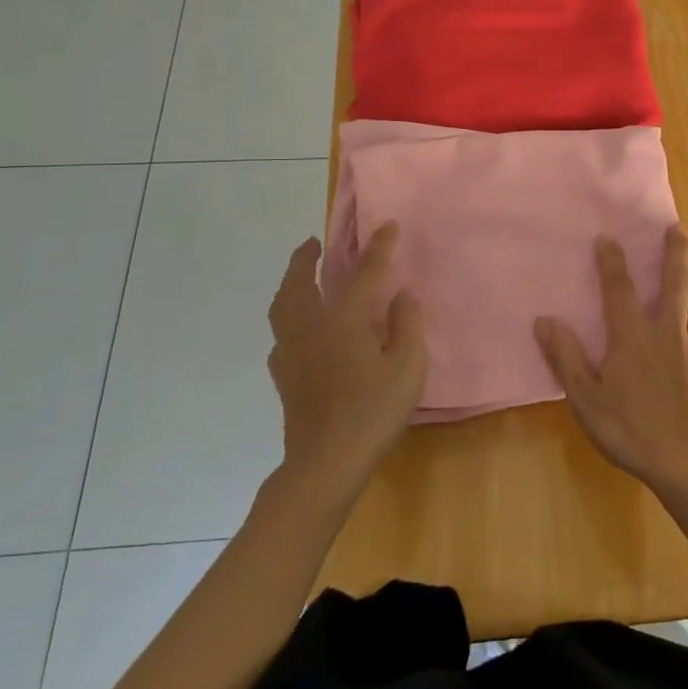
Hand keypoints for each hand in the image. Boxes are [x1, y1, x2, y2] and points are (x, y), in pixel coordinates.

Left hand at [267, 222, 425, 501]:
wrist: (325, 462)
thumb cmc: (372, 411)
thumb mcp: (407, 367)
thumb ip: (407, 325)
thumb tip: (403, 295)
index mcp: (344, 319)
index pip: (364, 272)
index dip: (379, 247)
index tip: (388, 226)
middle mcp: (311, 326)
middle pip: (300, 282)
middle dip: (305, 257)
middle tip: (313, 242)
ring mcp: (291, 352)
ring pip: (282, 306)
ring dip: (289, 283)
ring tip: (299, 276)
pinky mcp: (283, 376)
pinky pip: (280, 335)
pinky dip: (287, 319)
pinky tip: (298, 330)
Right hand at [534, 226, 687, 492]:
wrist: (686, 461)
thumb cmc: (630, 429)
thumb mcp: (586, 398)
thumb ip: (566, 358)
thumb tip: (544, 321)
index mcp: (632, 337)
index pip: (619, 289)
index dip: (612, 261)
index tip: (608, 237)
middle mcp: (667, 332)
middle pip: (675, 283)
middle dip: (675, 253)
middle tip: (676, 229)